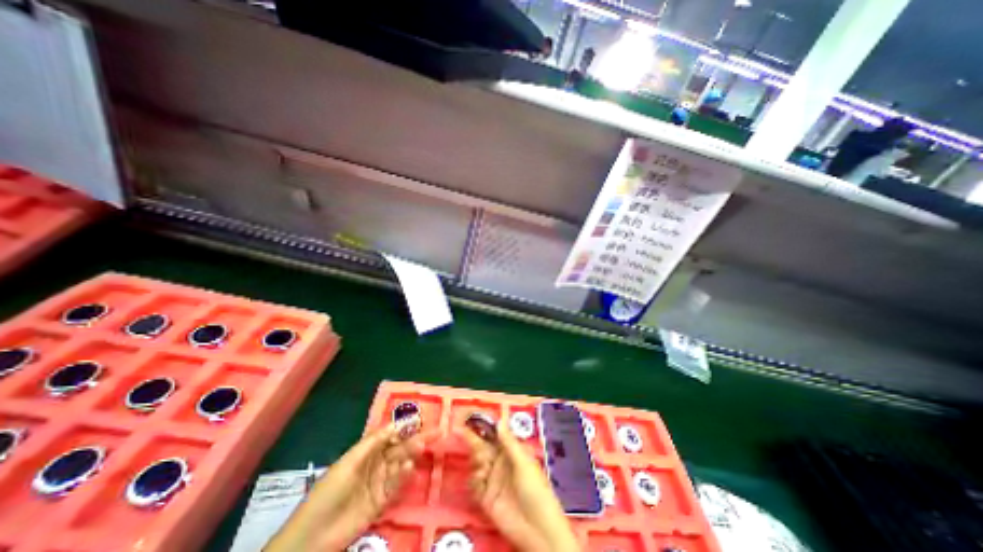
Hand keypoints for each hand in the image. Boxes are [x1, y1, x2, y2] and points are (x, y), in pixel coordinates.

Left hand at [264, 424, 432, 549]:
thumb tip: (396, 423)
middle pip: (399, 449)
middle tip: (434, 433)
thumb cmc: (329, 491)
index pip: (390, 435)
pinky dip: (404, 477)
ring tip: (422, 447)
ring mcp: (379, 483)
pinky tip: (409, 469)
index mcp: (366, 452)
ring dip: (411, 455)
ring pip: (400, 465)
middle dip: (414, 440)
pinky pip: (396, 486)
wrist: (312, 538)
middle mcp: (375, 464)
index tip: (421, 419)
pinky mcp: (381, 502)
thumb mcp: (349, 462)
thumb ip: (373, 442)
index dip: (405, 426)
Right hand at [459, 419, 576, 551]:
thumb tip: (499, 420)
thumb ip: (509, 442)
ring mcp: (492, 479)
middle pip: (482, 446)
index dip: (483, 425)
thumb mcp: (523, 463)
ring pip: (476, 463)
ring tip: (483, 467)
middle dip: (472, 438)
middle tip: (458, 429)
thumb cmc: (535, 490)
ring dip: (476, 461)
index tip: (470, 416)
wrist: (537, 530)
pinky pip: (474, 483)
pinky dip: (474, 480)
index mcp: (511, 451)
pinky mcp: (485, 497)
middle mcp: (500, 463)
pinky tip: (481, 481)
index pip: (494, 434)